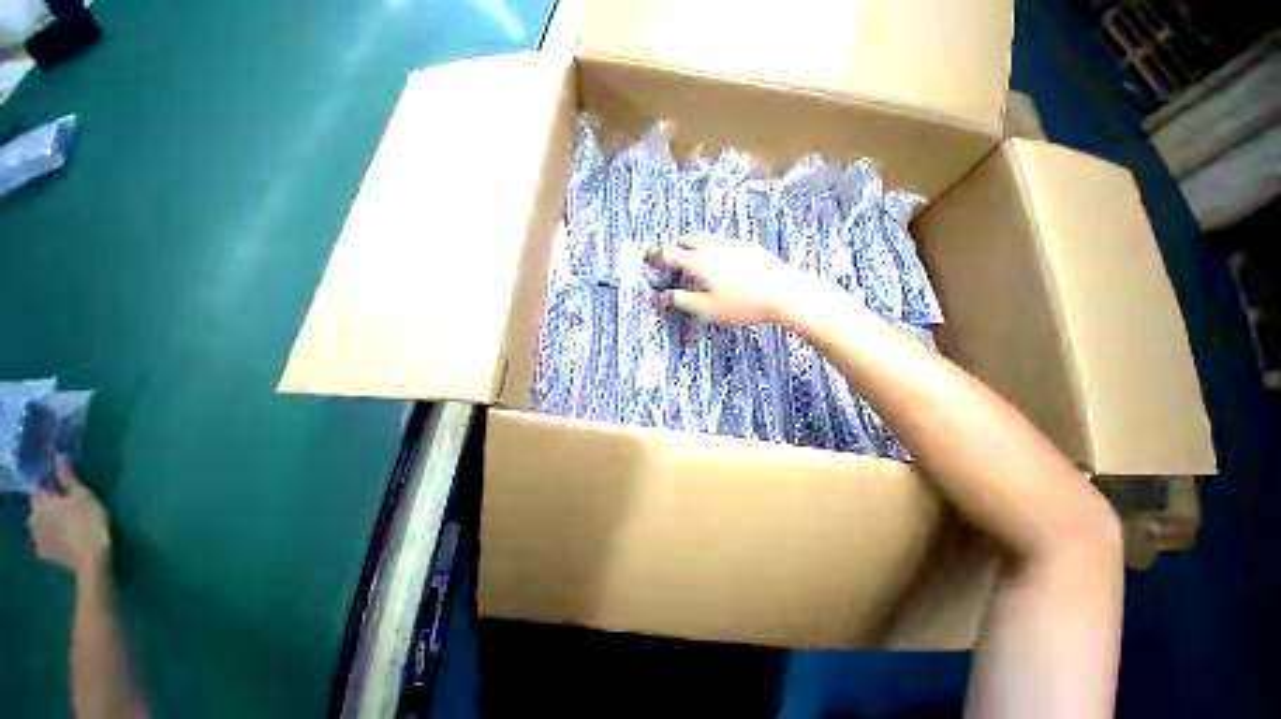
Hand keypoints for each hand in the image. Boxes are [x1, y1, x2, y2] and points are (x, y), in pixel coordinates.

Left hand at [29, 456, 110, 577]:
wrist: (91, 558)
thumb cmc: (88, 521)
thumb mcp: (83, 496)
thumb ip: (68, 478)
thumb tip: (59, 456)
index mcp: (40, 504)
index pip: (39, 489)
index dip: (49, 487)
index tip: (62, 488)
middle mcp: (32, 519)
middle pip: (38, 508)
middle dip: (48, 506)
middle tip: (66, 507)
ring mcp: (36, 539)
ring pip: (39, 526)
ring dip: (48, 523)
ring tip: (65, 525)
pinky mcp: (43, 553)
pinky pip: (44, 541)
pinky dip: (51, 539)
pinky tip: (63, 541)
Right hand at [647, 234, 807, 325]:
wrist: (782, 293)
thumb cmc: (741, 305)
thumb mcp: (707, 309)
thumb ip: (683, 300)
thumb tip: (661, 296)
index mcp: (699, 262)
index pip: (671, 254)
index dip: (657, 255)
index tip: (648, 256)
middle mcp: (713, 247)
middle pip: (687, 240)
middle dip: (676, 247)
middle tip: (672, 260)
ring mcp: (732, 244)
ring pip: (706, 239)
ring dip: (694, 246)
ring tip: (694, 260)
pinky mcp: (747, 246)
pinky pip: (722, 242)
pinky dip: (712, 248)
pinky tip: (720, 262)